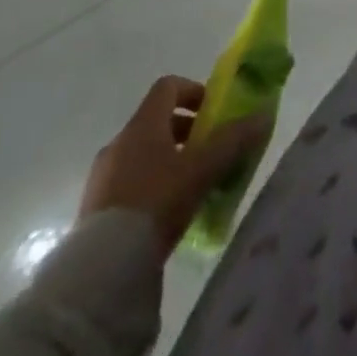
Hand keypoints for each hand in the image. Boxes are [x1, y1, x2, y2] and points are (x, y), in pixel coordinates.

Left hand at [79, 75, 270, 253]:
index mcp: (142, 125)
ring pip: (142, 154)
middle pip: (156, 121)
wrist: (102, 268)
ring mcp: (101, 177)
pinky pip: (127, 183)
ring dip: (168, 159)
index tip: (212, 112)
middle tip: (208, 151)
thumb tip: (263, 116)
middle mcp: (118, 143)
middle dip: (186, 131)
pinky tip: (165, 213)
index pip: (168, 86)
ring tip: (190, 185)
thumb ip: (235, 139)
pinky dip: (150, 185)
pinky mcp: (92, 209)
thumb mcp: (204, 168)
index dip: (194, 91)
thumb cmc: (157, 201)